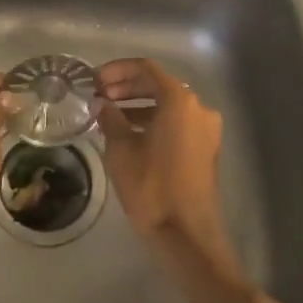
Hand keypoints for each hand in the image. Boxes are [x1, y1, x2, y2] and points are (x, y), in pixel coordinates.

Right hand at [96, 59, 240, 281]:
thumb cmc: (151, 187)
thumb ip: (111, 119)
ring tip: (110, 115)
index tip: (96, 80)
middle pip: (159, 85)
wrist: (186, 234)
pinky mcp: (206, 149)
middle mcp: (198, 108)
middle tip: (100, 96)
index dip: (118, 70)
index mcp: (179, 101)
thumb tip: (104, 105)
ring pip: (168, 105)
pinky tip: (130, 133)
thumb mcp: (121, 150)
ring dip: (139, 105)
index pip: (146, 69)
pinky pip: (177, 123)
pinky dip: (154, 121)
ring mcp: (206, 129)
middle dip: (128, 87)